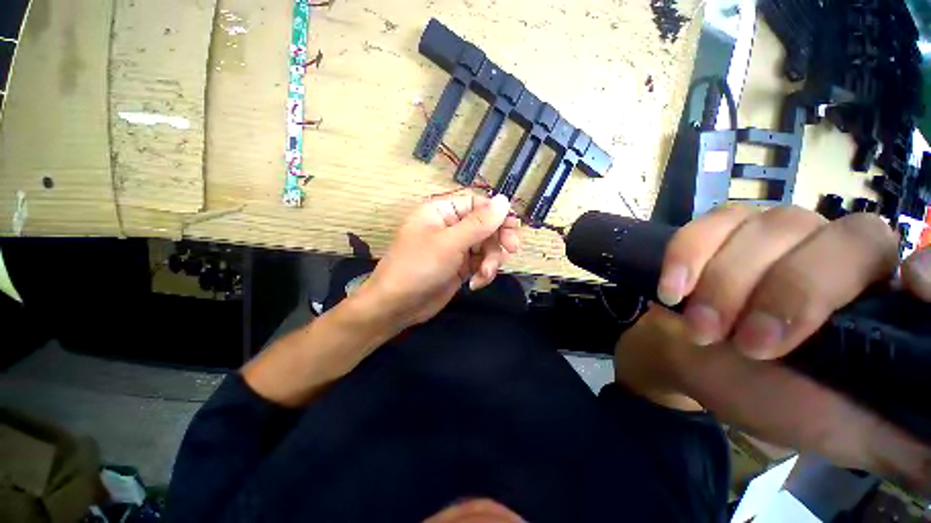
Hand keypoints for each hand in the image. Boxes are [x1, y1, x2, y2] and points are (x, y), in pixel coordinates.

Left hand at [356, 193, 520, 329]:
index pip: (477, 203)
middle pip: (486, 225)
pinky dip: (483, 273)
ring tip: (484, 275)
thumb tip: (504, 200)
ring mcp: (456, 248)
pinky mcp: (460, 267)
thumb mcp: (449, 243)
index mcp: (442, 211)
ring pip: (487, 246)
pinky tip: (476, 283)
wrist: (396, 306)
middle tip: (511, 250)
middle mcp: (451, 226)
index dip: (497, 213)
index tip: (514, 227)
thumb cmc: (418, 267)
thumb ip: (479, 223)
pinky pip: (481, 263)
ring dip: (491, 261)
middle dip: (497, 240)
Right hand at [616, 205, 930, 488]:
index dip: (928, 270)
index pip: (921, 263)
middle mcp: (839, 253)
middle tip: (749, 345)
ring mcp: (775, 233)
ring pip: (770, 228)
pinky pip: (708, 225)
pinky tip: (673, 290)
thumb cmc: (768, 397)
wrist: (691, 361)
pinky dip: (687, 255)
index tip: (908, 290)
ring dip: (726, 283)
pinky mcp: (720, 230)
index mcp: (880, 302)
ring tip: (700, 329)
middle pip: (843, 240)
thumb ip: (907, 445)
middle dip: (792, 293)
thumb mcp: (845, 433)